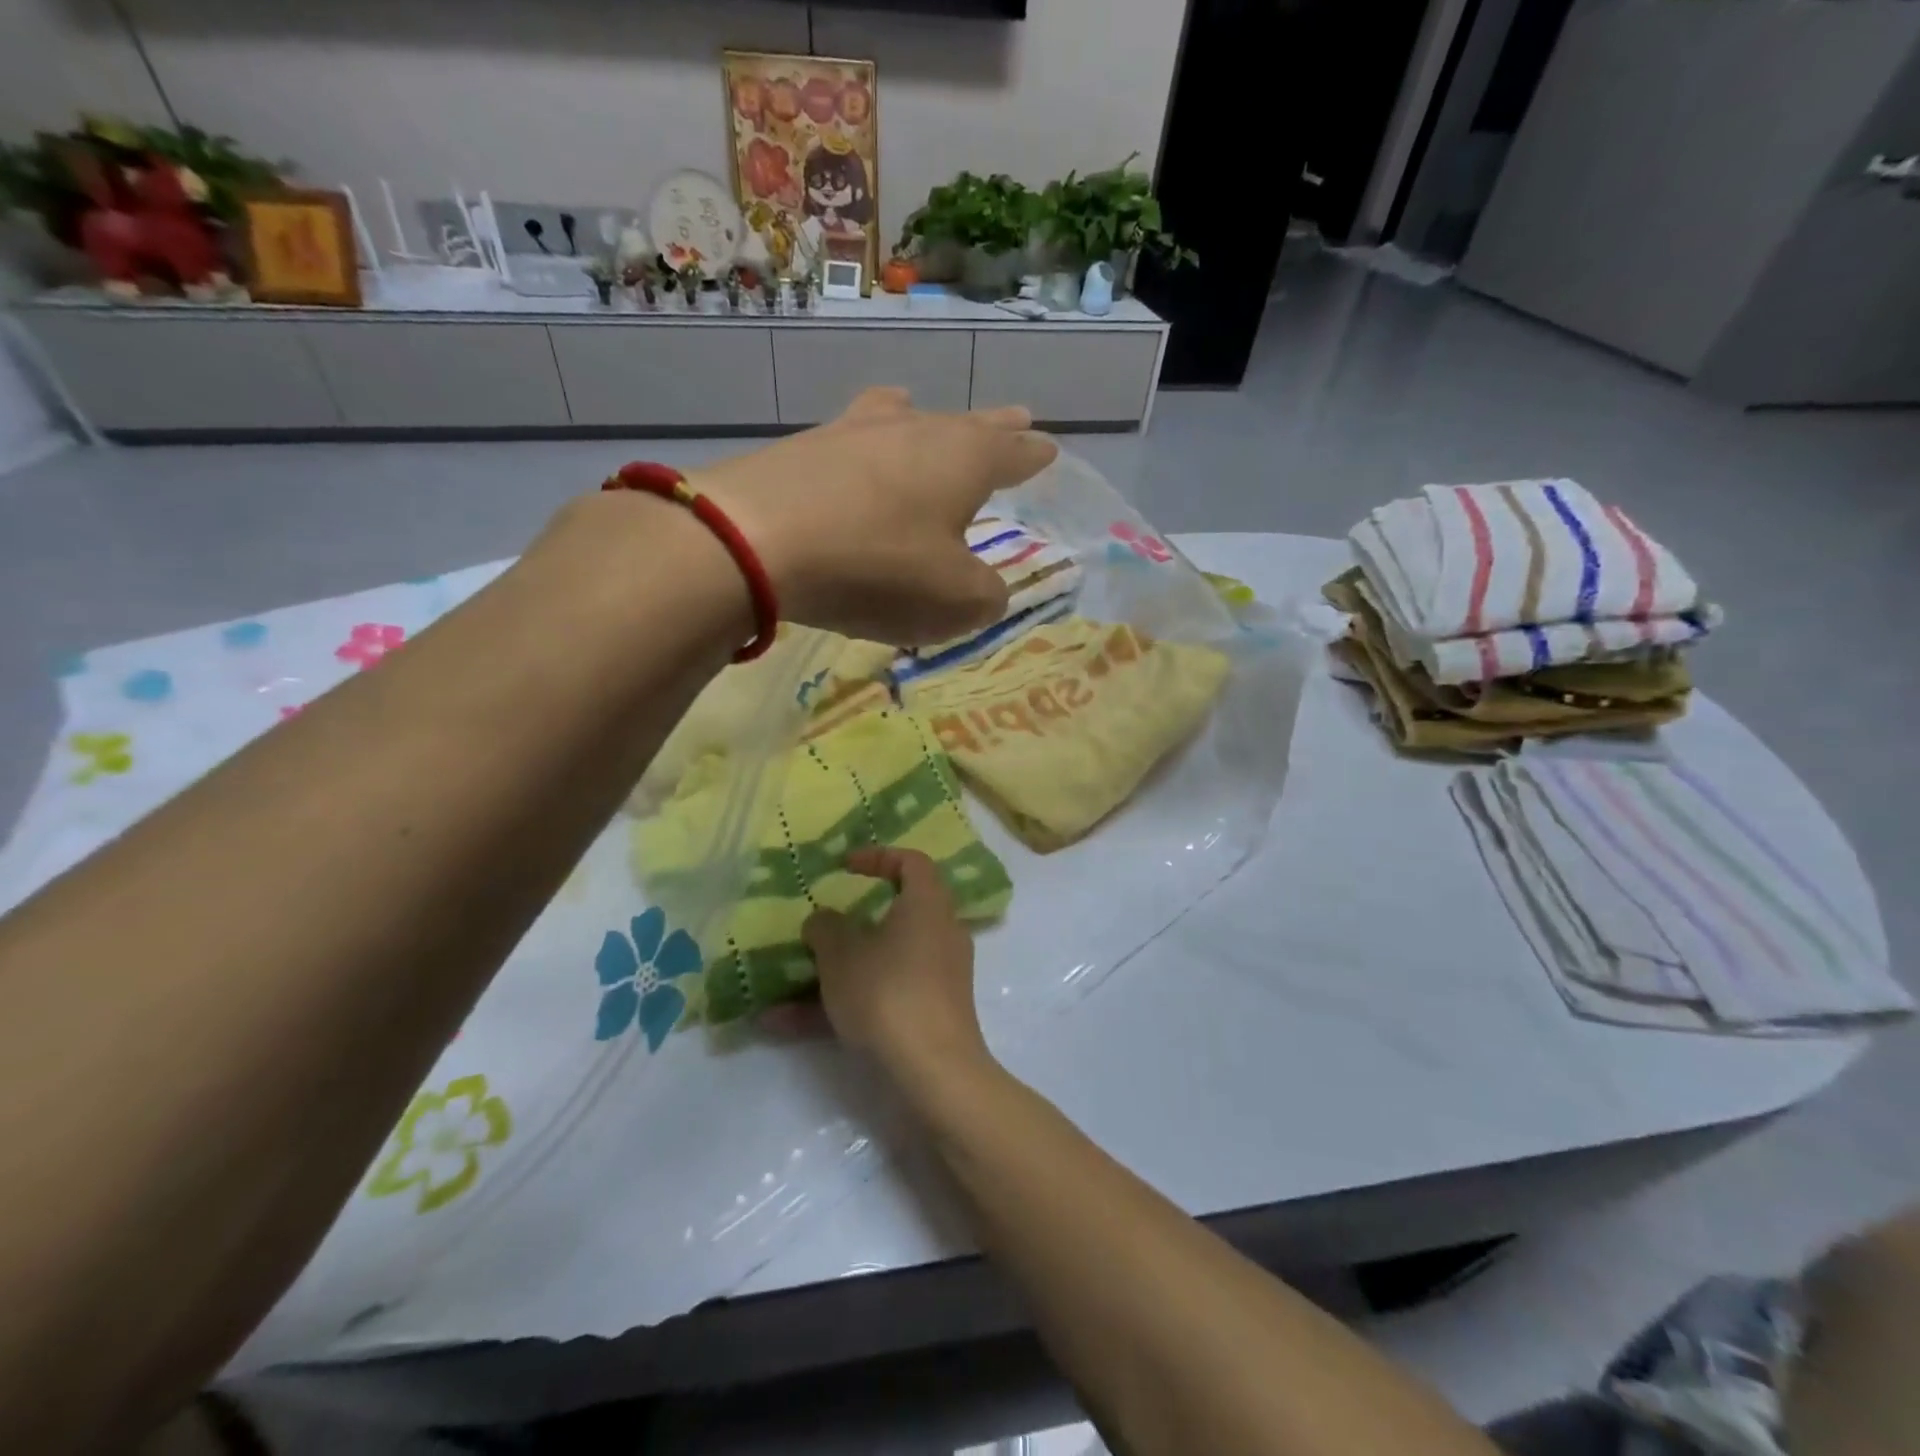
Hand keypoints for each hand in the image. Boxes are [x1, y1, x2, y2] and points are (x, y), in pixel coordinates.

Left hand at [693, 388, 1058, 645]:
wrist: (755, 541)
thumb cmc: (877, 567)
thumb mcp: (954, 600)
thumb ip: (985, 595)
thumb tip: (986, 589)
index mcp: (964, 460)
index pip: (1013, 453)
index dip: (1033, 455)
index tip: (1047, 448)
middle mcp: (915, 431)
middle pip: (966, 425)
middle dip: (994, 429)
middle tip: (1016, 419)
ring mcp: (855, 432)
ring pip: (905, 419)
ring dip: (926, 423)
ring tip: (928, 417)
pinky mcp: (804, 448)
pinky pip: (854, 440)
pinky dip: (869, 446)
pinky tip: (859, 449)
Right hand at [803, 847, 992, 1085]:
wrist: (934, 1072)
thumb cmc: (888, 993)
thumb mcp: (842, 955)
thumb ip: (826, 929)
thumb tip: (824, 921)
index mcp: (928, 905)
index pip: (913, 863)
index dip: (879, 857)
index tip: (845, 867)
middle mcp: (940, 934)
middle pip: (896, 915)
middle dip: (849, 925)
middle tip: (819, 929)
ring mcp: (937, 977)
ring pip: (880, 964)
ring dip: (832, 976)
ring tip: (780, 993)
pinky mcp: (929, 1014)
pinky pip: (880, 998)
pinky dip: (840, 1007)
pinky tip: (786, 1027)